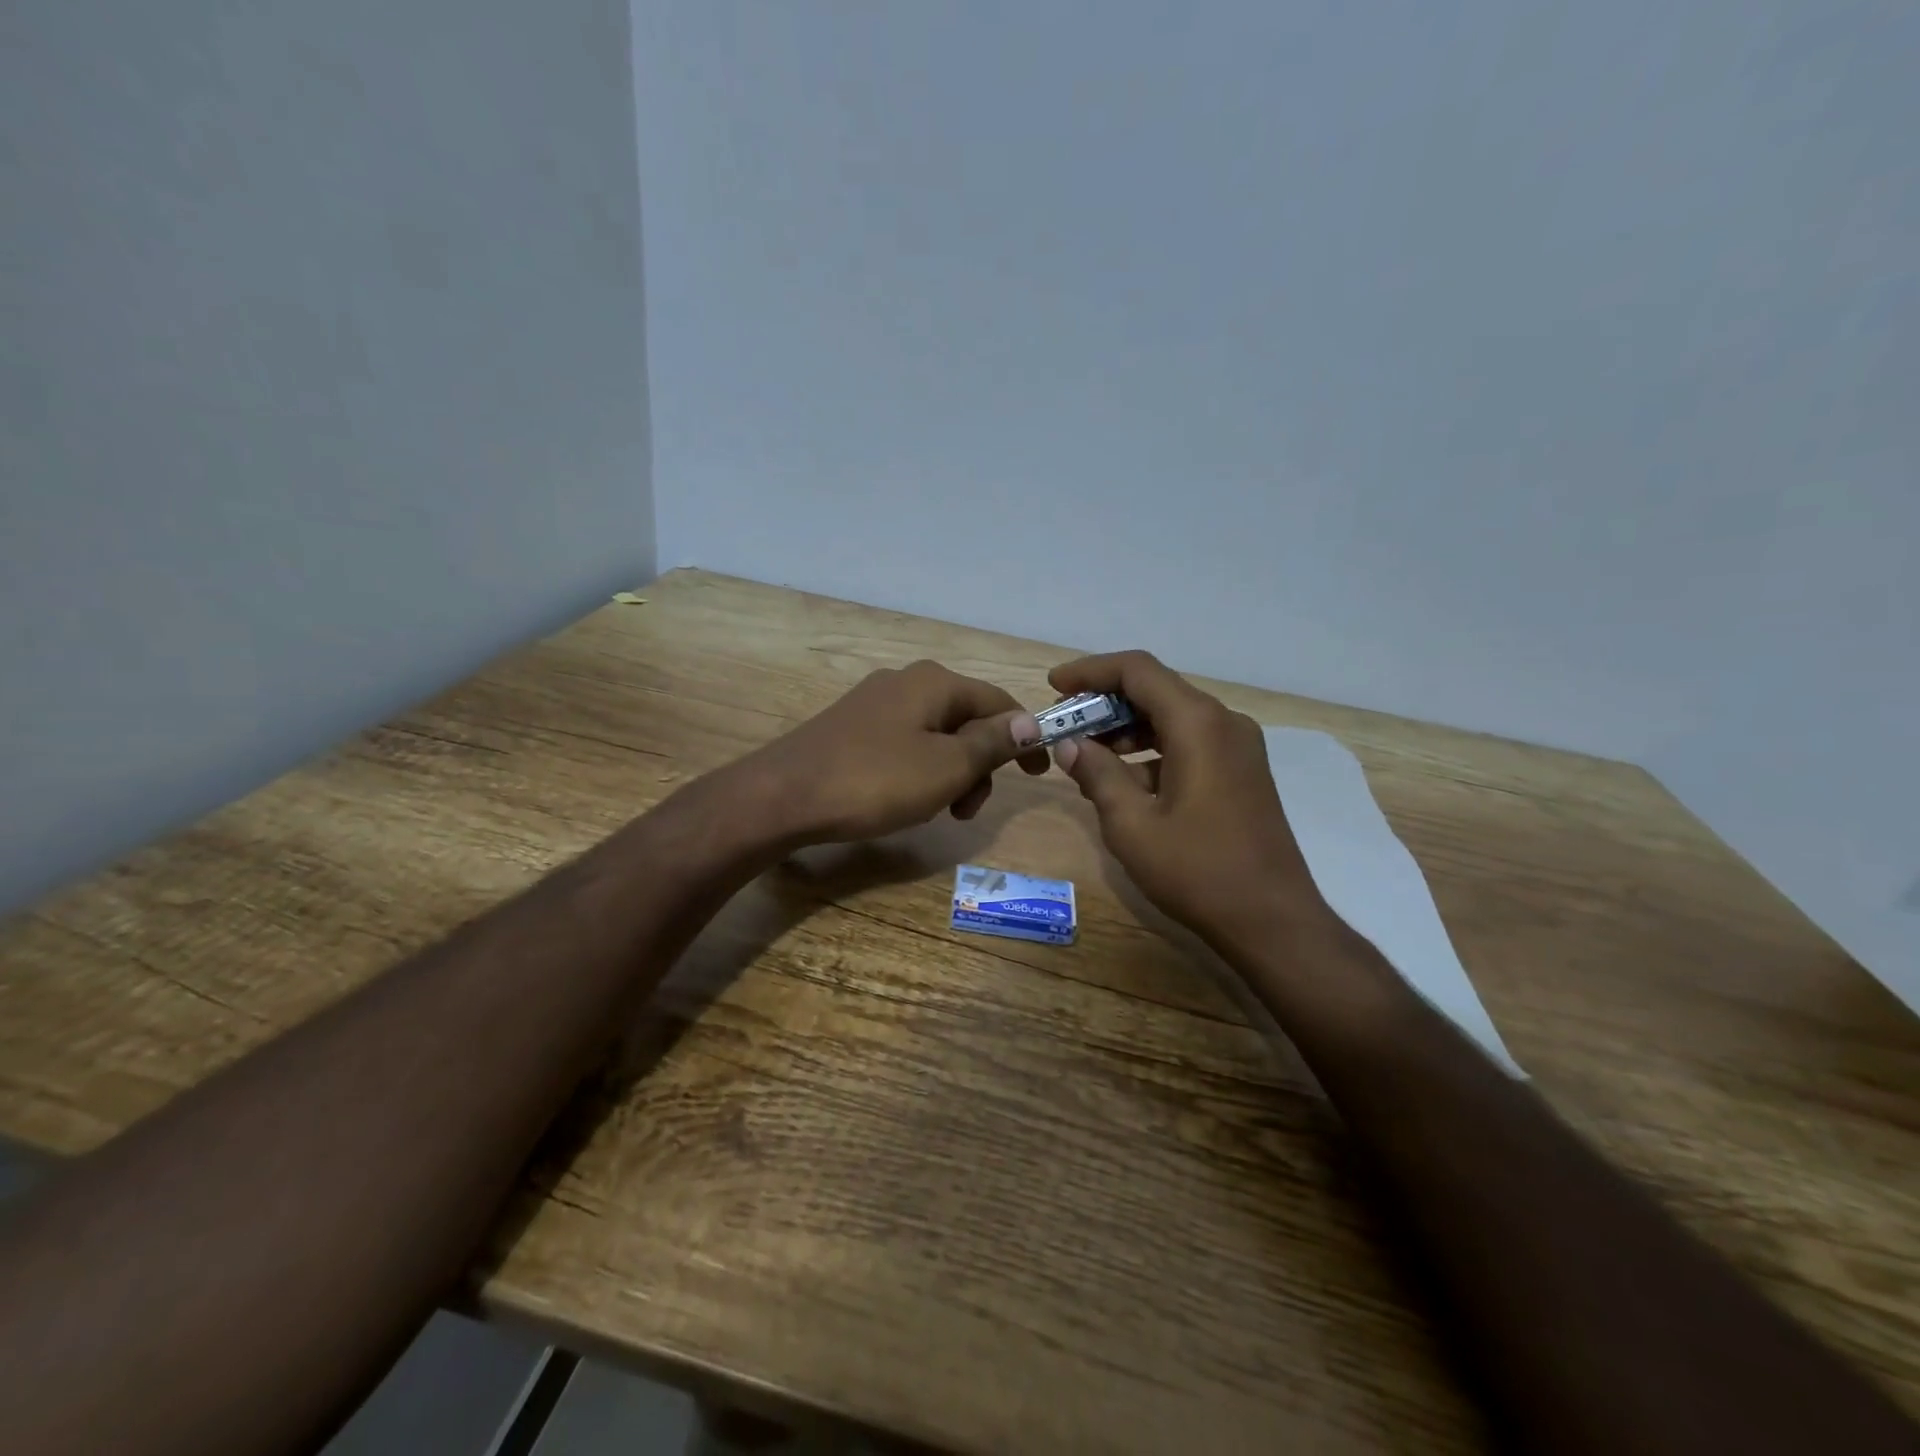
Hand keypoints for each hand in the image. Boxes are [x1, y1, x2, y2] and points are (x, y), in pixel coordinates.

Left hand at [751, 659, 1049, 844]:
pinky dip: (920, 772)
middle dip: (979, 765)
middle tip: (968, 809)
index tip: (1039, 775)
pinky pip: (905, 745)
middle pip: (966, 720)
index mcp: (935, 682)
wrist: (783, 796)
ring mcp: (875, 703)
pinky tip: (904, 800)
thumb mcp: (947, 766)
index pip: (999, 702)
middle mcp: (906, 681)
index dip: (1025, 738)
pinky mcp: (852, 728)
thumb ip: (993, 742)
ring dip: (950, 774)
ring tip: (937, 811)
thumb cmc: (875, 781)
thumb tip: (1030, 722)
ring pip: (935, 736)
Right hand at [1047, 651, 1334, 950]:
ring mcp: (1239, 747)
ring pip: (1172, 717)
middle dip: (1105, 702)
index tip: (1054, 686)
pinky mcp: (1242, 771)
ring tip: (1086, 756)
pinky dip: (1152, 751)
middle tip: (1065, 724)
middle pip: (1156, 690)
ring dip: (1127, 728)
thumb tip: (1070, 744)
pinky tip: (1123, 782)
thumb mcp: (1132, 825)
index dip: (1090, 671)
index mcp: (1198, 724)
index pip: (1137, 670)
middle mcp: (1223, 722)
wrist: (1272, 920)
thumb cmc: (1197, 871)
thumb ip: (1097, 774)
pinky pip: (1189, 742)